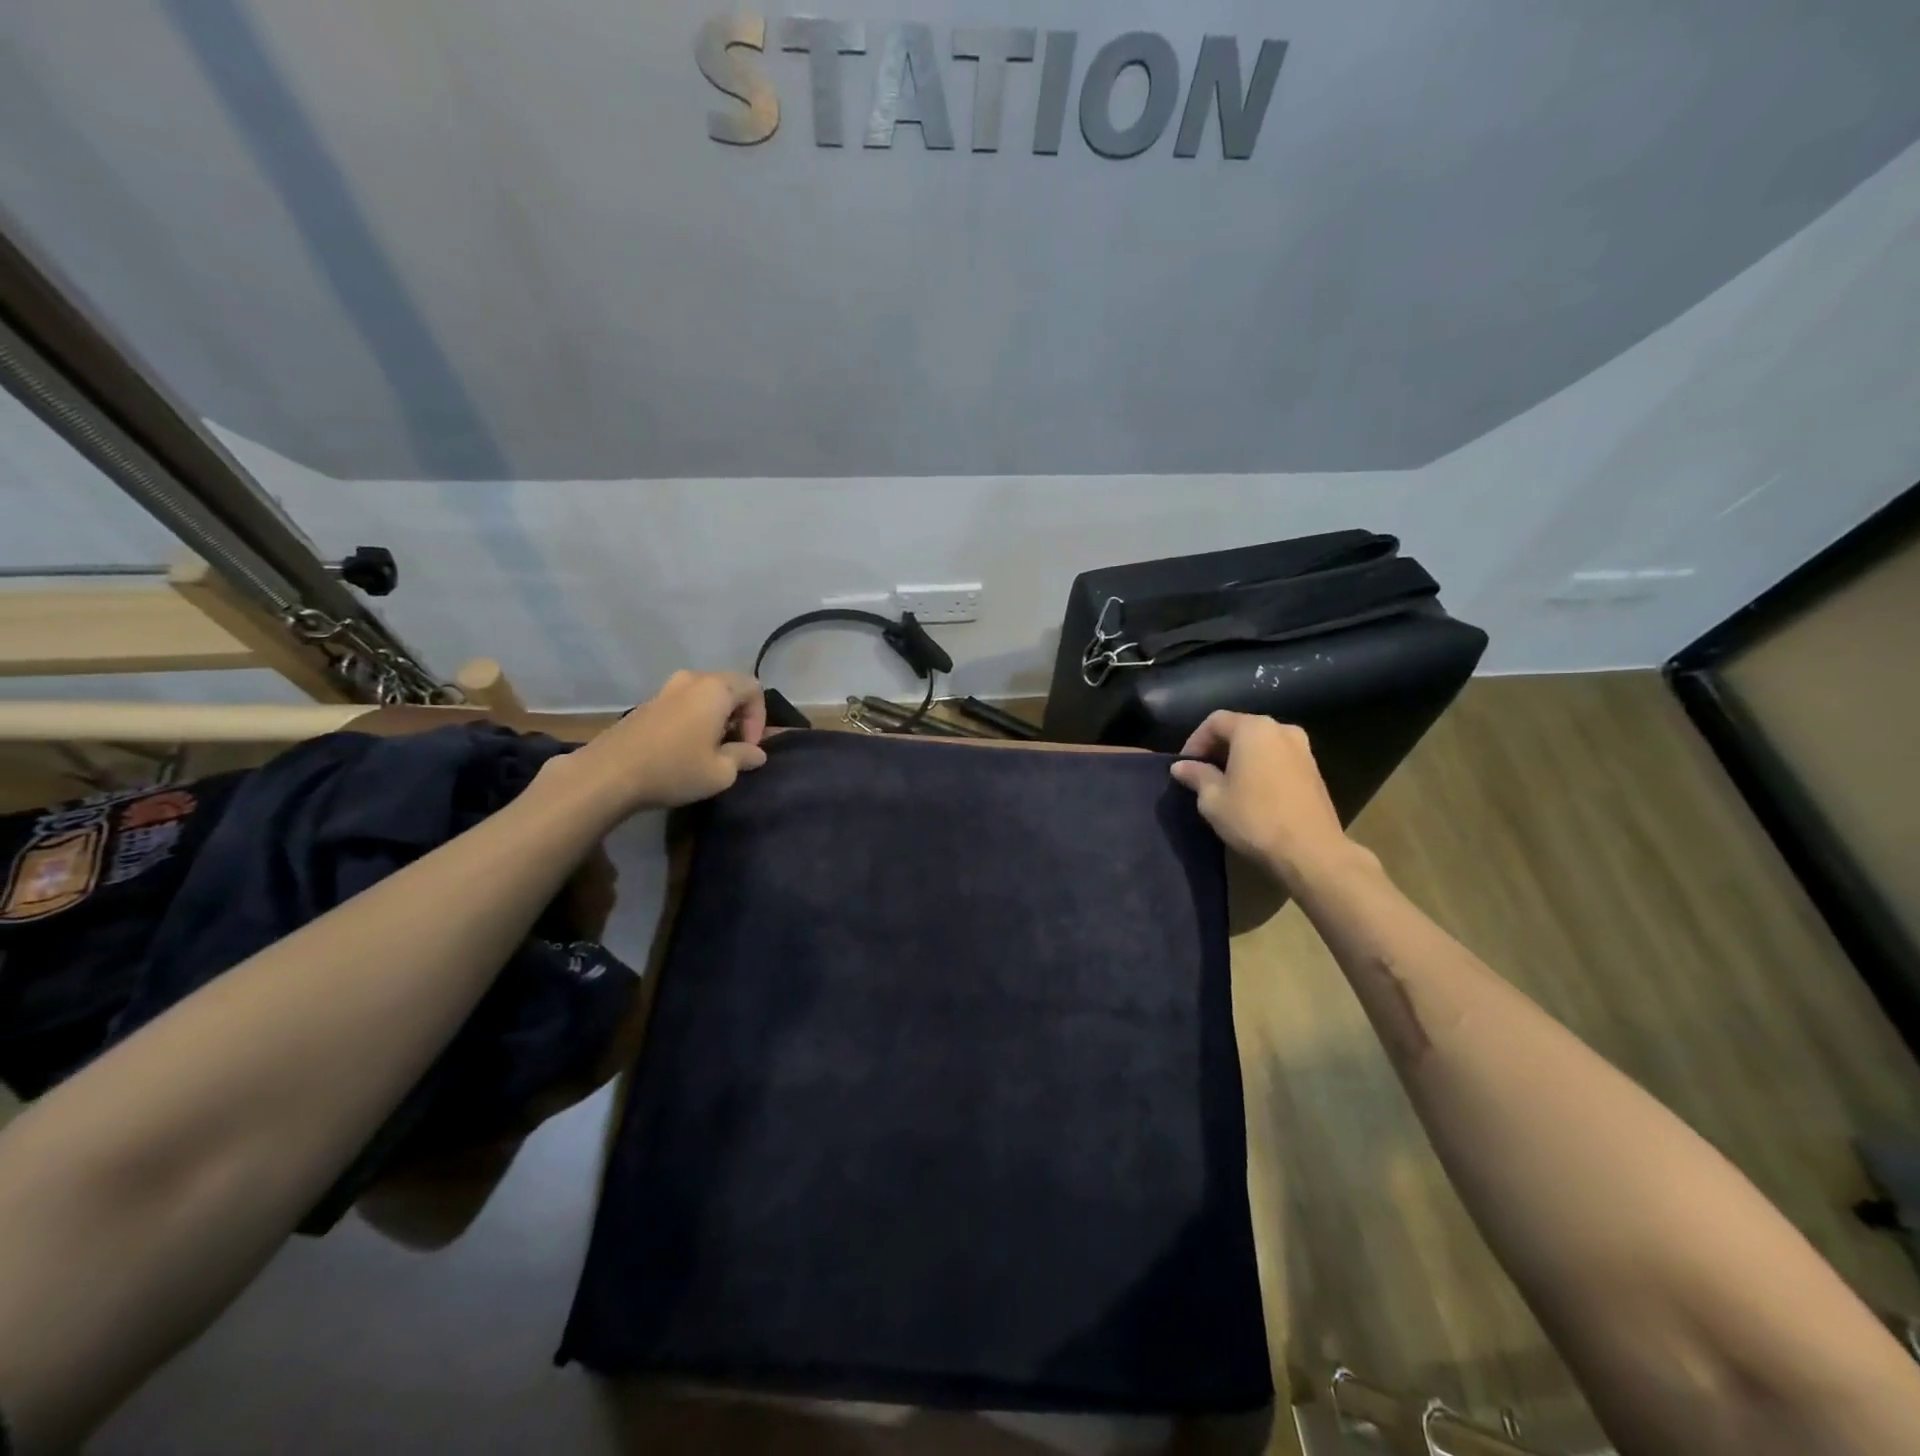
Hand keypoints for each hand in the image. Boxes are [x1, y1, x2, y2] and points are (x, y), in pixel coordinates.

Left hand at [551, 669, 768, 816]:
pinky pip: (684, 703)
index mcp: (715, 689)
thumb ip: (744, 757)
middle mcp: (692, 680)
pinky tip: (686, 747)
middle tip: (735, 746)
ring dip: (717, 717)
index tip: (749, 747)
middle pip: (730, 687)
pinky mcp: (648, 704)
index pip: (754, 688)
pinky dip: (695, 719)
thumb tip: (756, 753)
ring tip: (711, 748)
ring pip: (706, 695)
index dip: (760, 718)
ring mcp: (666, 689)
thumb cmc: (674, 769)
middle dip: (740, 715)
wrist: (608, 774)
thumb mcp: (721, 772)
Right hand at [1169, 711, 1364, 885]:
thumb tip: (1181, 767)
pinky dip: (1260, 767)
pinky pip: (1277, 758)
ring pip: (1260, 744)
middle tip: (1201, 774)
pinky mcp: (1314, 769)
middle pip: (1240, 728)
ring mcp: (1302, 748)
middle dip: (1217, 748)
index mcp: (1254, 729)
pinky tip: (1251, 793)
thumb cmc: (1254, 819)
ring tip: (1225, 785)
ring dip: (1239, 758)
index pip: (1215, 721)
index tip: (1185, 766)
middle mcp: (1281, 729)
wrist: (1311, 851)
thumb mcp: (1213, 799)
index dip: (1194, 741)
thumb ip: (1196, 775)